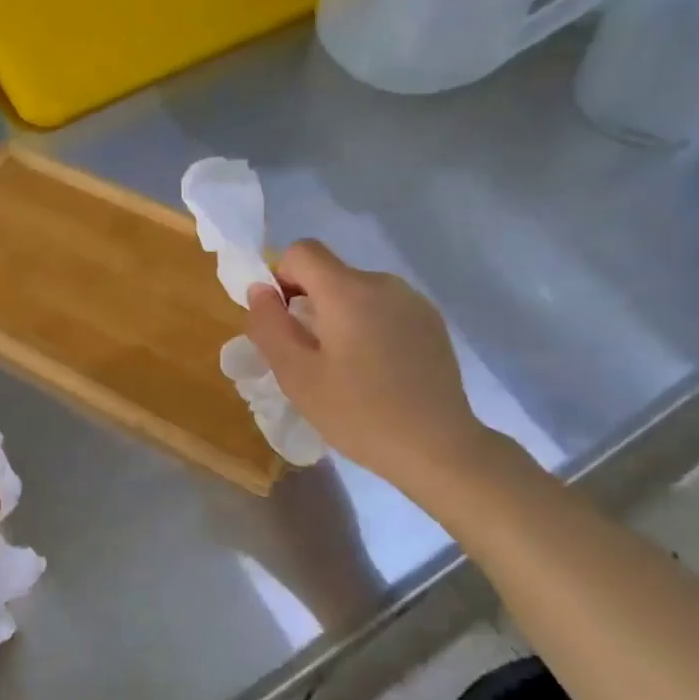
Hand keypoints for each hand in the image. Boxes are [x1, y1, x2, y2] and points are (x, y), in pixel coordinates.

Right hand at [246, 240, 495, 492]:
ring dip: (340, 316)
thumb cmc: (359, 414)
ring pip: (358, 292)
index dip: (281, 278)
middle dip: (310, 303)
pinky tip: (379, 371)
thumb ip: (269, 325)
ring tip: (347, 369)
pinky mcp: (432, 322)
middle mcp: (383, 283)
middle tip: (311, 358)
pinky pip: (384, 308)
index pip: (302, 251)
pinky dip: (369, 326)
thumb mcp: (297, 375)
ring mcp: (413, 301)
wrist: (438, 448)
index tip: (285, 322)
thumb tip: (260, 289)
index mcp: (348, 290)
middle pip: (330, 273)